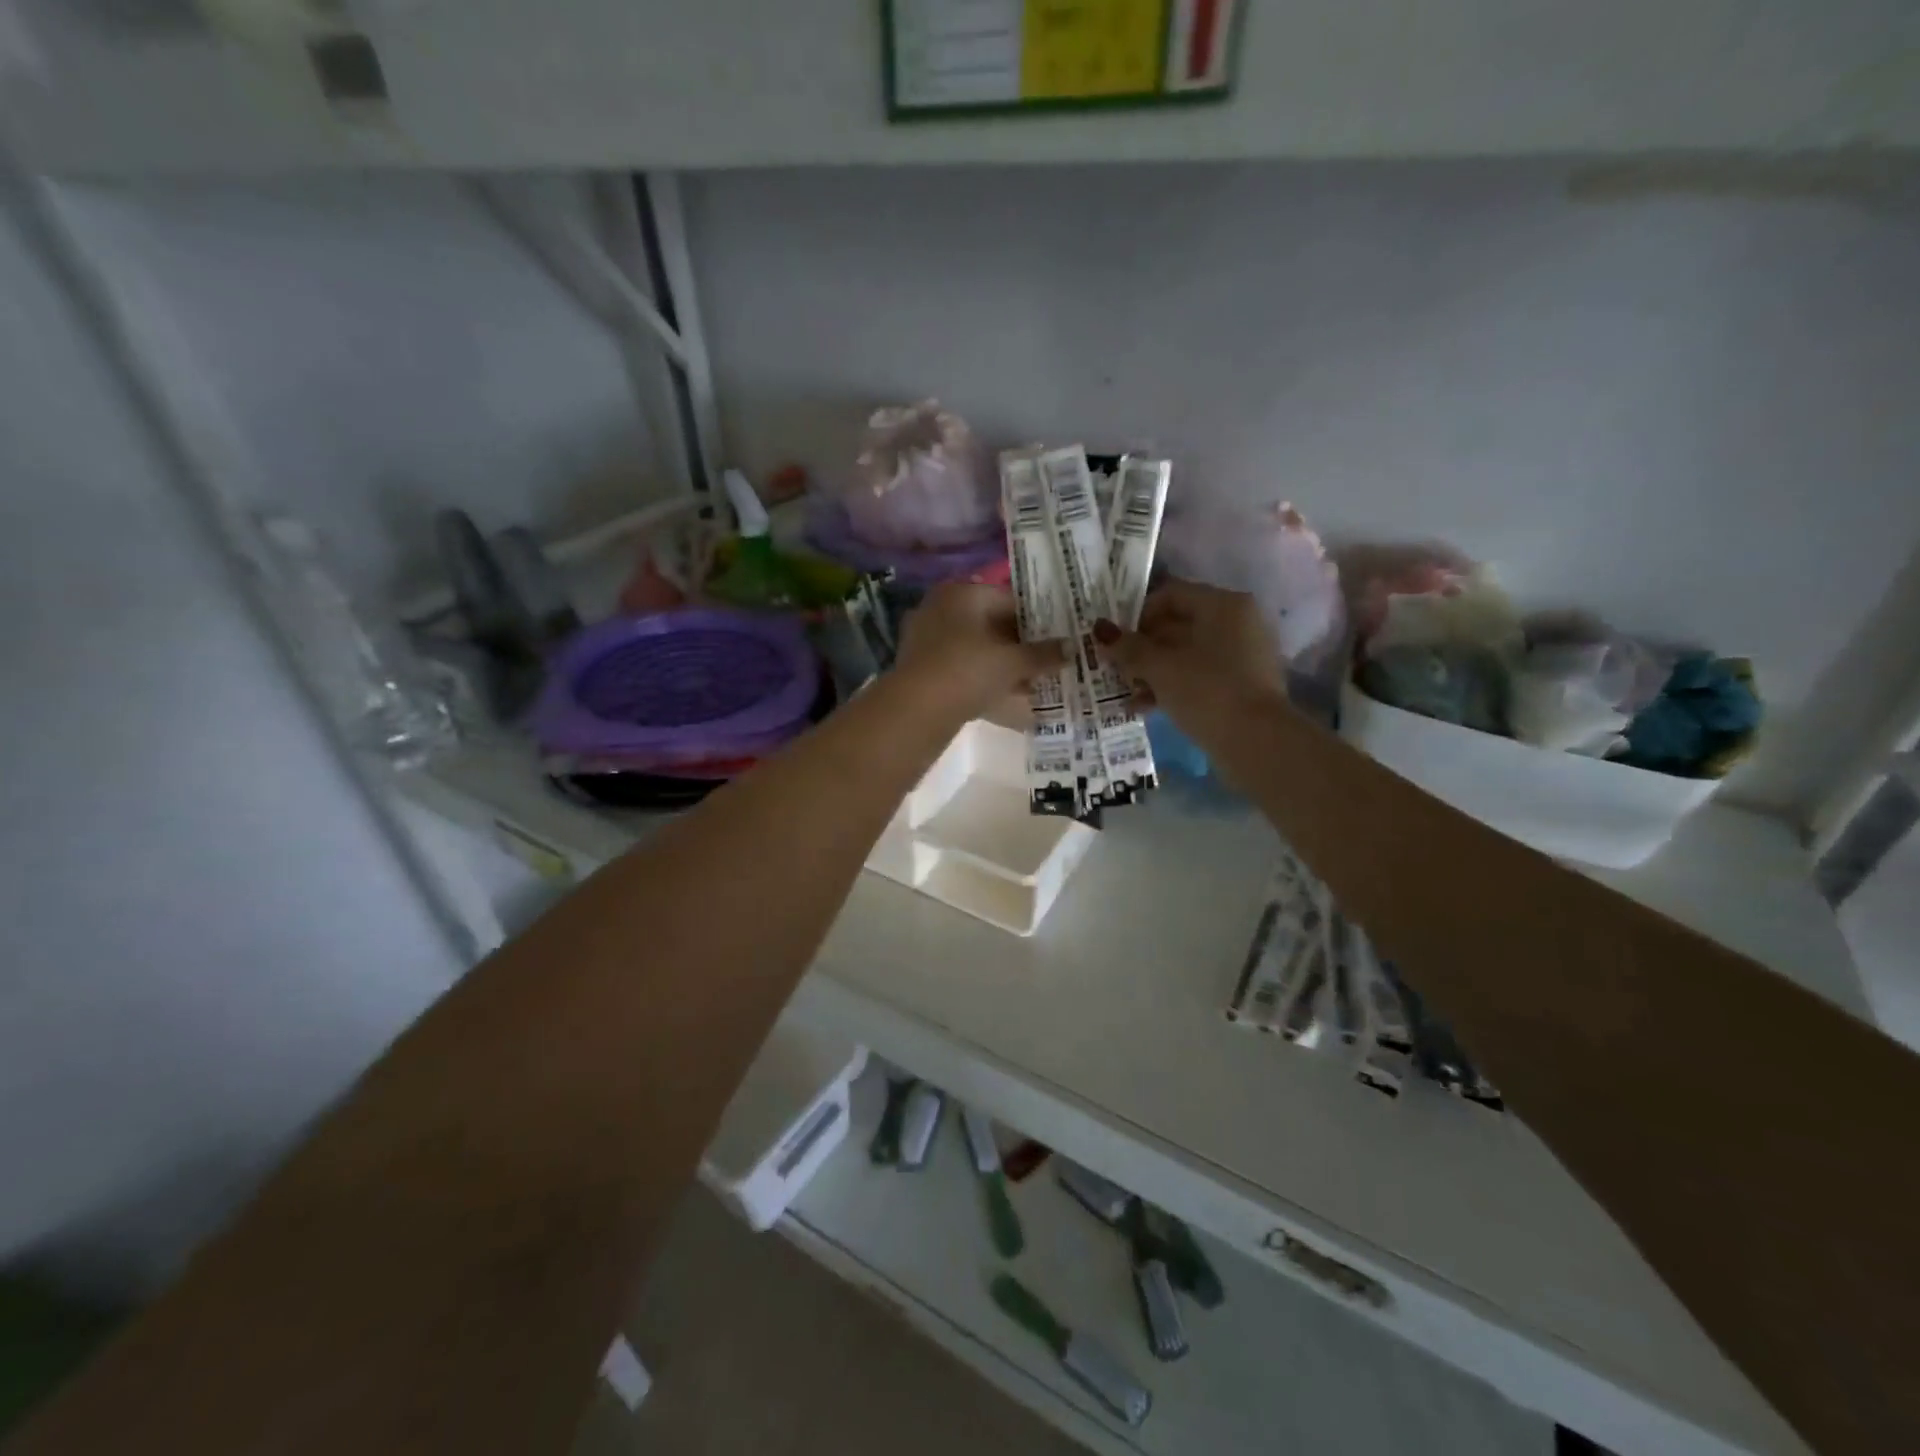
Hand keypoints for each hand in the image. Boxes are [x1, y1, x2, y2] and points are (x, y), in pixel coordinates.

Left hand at [895, 582, 1065, 721]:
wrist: (917, 709)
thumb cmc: (969, 670)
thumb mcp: (1013, 662)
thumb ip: (1044, 654)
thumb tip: (1072, 648)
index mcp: (962, 593)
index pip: (1010, 600)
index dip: (1038, 621)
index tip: (1057, 640)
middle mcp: (941, 607)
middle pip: (991, 624)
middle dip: (1020, 646)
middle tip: (1047, 662)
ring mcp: (926, 637)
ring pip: (975, 648)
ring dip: (1002, 665)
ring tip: (1030, 683)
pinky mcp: (920, 667)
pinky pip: (960, 667)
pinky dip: (981, 679)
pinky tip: (1002, 698)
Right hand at [1096, 580, 1286, 740]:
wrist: (1257, 742)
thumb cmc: (1206, 690)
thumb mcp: (1159, 667)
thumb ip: (1128, 647)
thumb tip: (1100, 630)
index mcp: (1222, 605)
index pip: (1170, 594)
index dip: (1137, 614)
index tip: (1115, 640)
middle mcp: (1237, 622)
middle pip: (1178, 624)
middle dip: (1142, 647)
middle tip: (1114, 667)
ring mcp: (1243, 654)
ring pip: (1186, 654)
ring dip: (1153, 670)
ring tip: (1126, 692)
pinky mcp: (1242, 685)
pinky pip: (1200, 676)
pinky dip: (1173, 686)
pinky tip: (1146, 707)